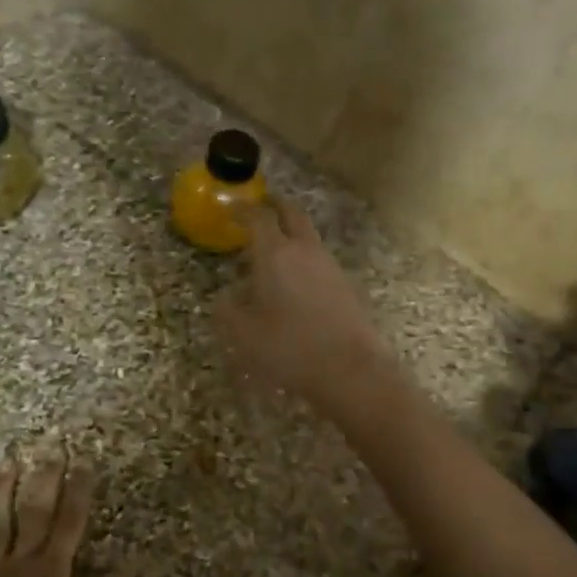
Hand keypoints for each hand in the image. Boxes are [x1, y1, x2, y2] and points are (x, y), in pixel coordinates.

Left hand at [0, 451, 127, 576]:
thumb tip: (125, 573)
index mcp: (49, 572)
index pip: (69, 525)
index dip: (78, 493)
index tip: (83, 462)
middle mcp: (19, 562)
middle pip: (34, 515)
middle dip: (45, 480)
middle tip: (50, 446)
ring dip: (1, 494)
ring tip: (7, 464)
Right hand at [214, 196, 391, 411]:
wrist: (350, 369)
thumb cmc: (289, 348)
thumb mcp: (243, 334)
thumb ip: (228, 310)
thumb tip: (226, 296)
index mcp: (275, 254)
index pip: (258, 217)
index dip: (243, 209)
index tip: (232, 208)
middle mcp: (305, 251)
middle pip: (291, 214)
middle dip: (275, 207)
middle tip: (261, 208)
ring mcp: (330, 266)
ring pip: (308, 238)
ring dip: (291, 235)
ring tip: (274, 251)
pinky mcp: (346, 285)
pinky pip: (320, 261)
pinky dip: (305, 260)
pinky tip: (297, 282)